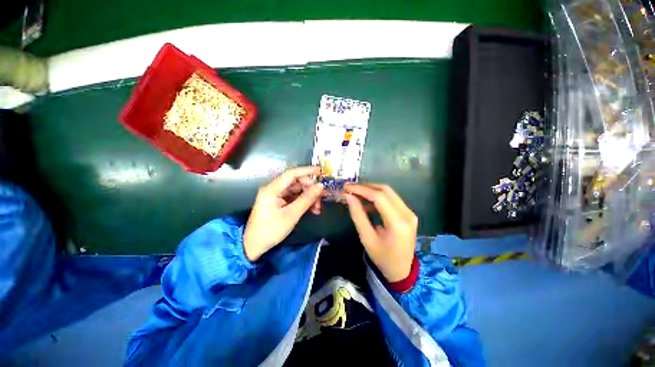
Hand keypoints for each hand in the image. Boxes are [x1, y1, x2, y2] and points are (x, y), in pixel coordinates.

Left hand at [243, 166, 323, 261]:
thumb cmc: (270, 230)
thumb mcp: (291, 215)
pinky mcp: (278, 202)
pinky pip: (294, 197)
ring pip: (296, 190)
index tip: (321, 171)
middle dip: (310, 189)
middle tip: (321, 198)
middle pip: (296, 182)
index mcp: (272, 189)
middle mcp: (273, 188)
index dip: (307, 171)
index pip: (291, 174)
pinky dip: (303, 202)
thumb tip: (320, 186)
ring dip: (308, 197)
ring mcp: (276, 195)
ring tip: (317, 208)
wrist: (254, 245)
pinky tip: (312, 209)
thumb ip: (306, 199)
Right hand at [344, 183, 416, 282]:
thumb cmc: (382, 257)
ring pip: (388, 192)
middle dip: (365, 187)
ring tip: (356, 193)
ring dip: (371, 190)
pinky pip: (391, 198)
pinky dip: (377, 196)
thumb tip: (348, 196)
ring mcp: (410, 212)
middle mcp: (407, 213)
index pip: (379, 197)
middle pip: (385, 190)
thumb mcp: (366, 238)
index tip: (347, 187)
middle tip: (350, 188)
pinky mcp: (408, 213)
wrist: (402, 271)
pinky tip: (366, 201)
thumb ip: (357, 215)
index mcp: (398, 223)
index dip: (361, 189)